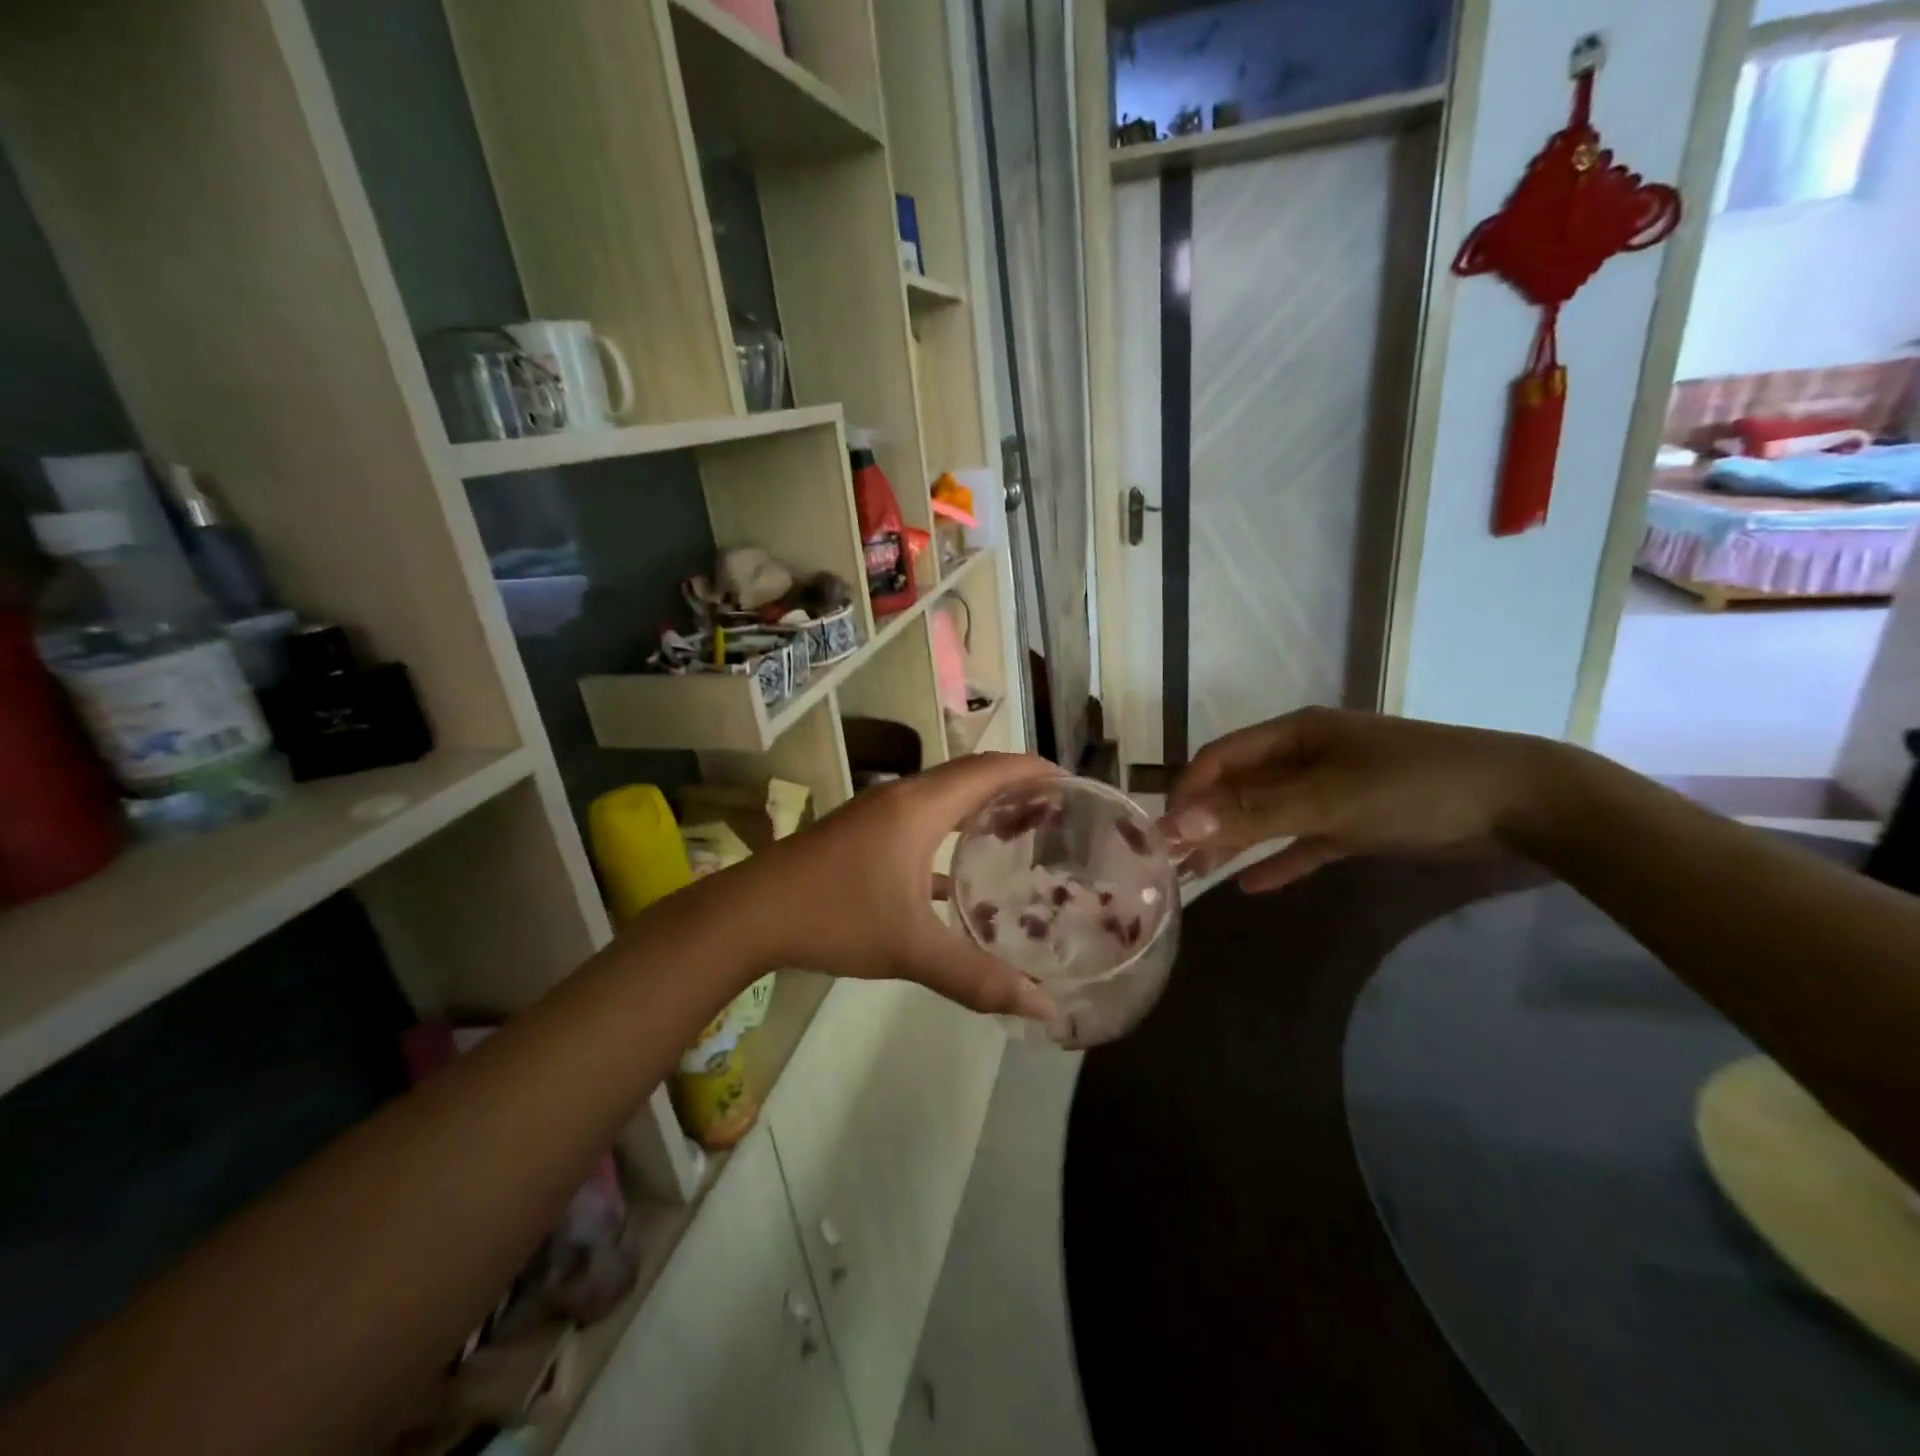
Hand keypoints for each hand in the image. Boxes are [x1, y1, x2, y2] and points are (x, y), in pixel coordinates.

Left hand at [752, 753, 1063, 1019]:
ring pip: (942, 798)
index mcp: (920, 807)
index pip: (989, 771)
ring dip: (979, 807)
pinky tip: (959, 876)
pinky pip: (919, 821)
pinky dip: (948, 833)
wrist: (751, 915)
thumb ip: (978, 978)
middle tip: (1055, 808)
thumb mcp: (911, 950)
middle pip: (969, 776)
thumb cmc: (836, 917)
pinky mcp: (861, 834)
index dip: (1031, 770)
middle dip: (1013, 785)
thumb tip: (1042, 1010)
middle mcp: (902, 798)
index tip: (1071, 781)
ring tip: (1018, 830)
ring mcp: (877, 814)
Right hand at [1161, 707, 1567, 892]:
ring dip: (1236, 841)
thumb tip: (1180, 823)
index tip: (1161, 829)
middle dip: (1206, 819)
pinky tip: (1252, 885)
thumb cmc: (1413, 787)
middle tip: (1172, 858)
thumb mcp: (1328, 801)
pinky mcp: (1358, 821)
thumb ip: (1254, 813)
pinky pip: (1305, 840)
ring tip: (1198, 873)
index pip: (1222, 757)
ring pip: (1269, 815)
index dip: (1188, 790)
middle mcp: (1307, 756)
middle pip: (1241, 786)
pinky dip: (1280, 859)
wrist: (1520, 804)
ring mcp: (1334, 789)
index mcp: (1295, 734)